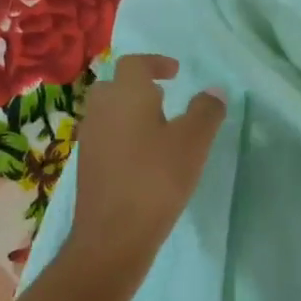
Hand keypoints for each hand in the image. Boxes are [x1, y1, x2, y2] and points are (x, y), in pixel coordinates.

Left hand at [63, 54, 224, 284]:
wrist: (113, 237)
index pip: (134, 64)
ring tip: (158, 129)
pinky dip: (122, 136)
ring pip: (107, 112)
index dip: (155, 63)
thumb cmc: (156, 179)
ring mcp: (90, 140)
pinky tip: (144, 159)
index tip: (175, 72)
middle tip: (164, 98)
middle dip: (137, 86)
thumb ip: (206, 111)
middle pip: (114, 85)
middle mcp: (101, 111)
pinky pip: (105, 137)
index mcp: (125, 95)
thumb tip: (214, 90)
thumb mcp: (193, 142)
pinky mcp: (87, 167)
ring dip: (130, 112)